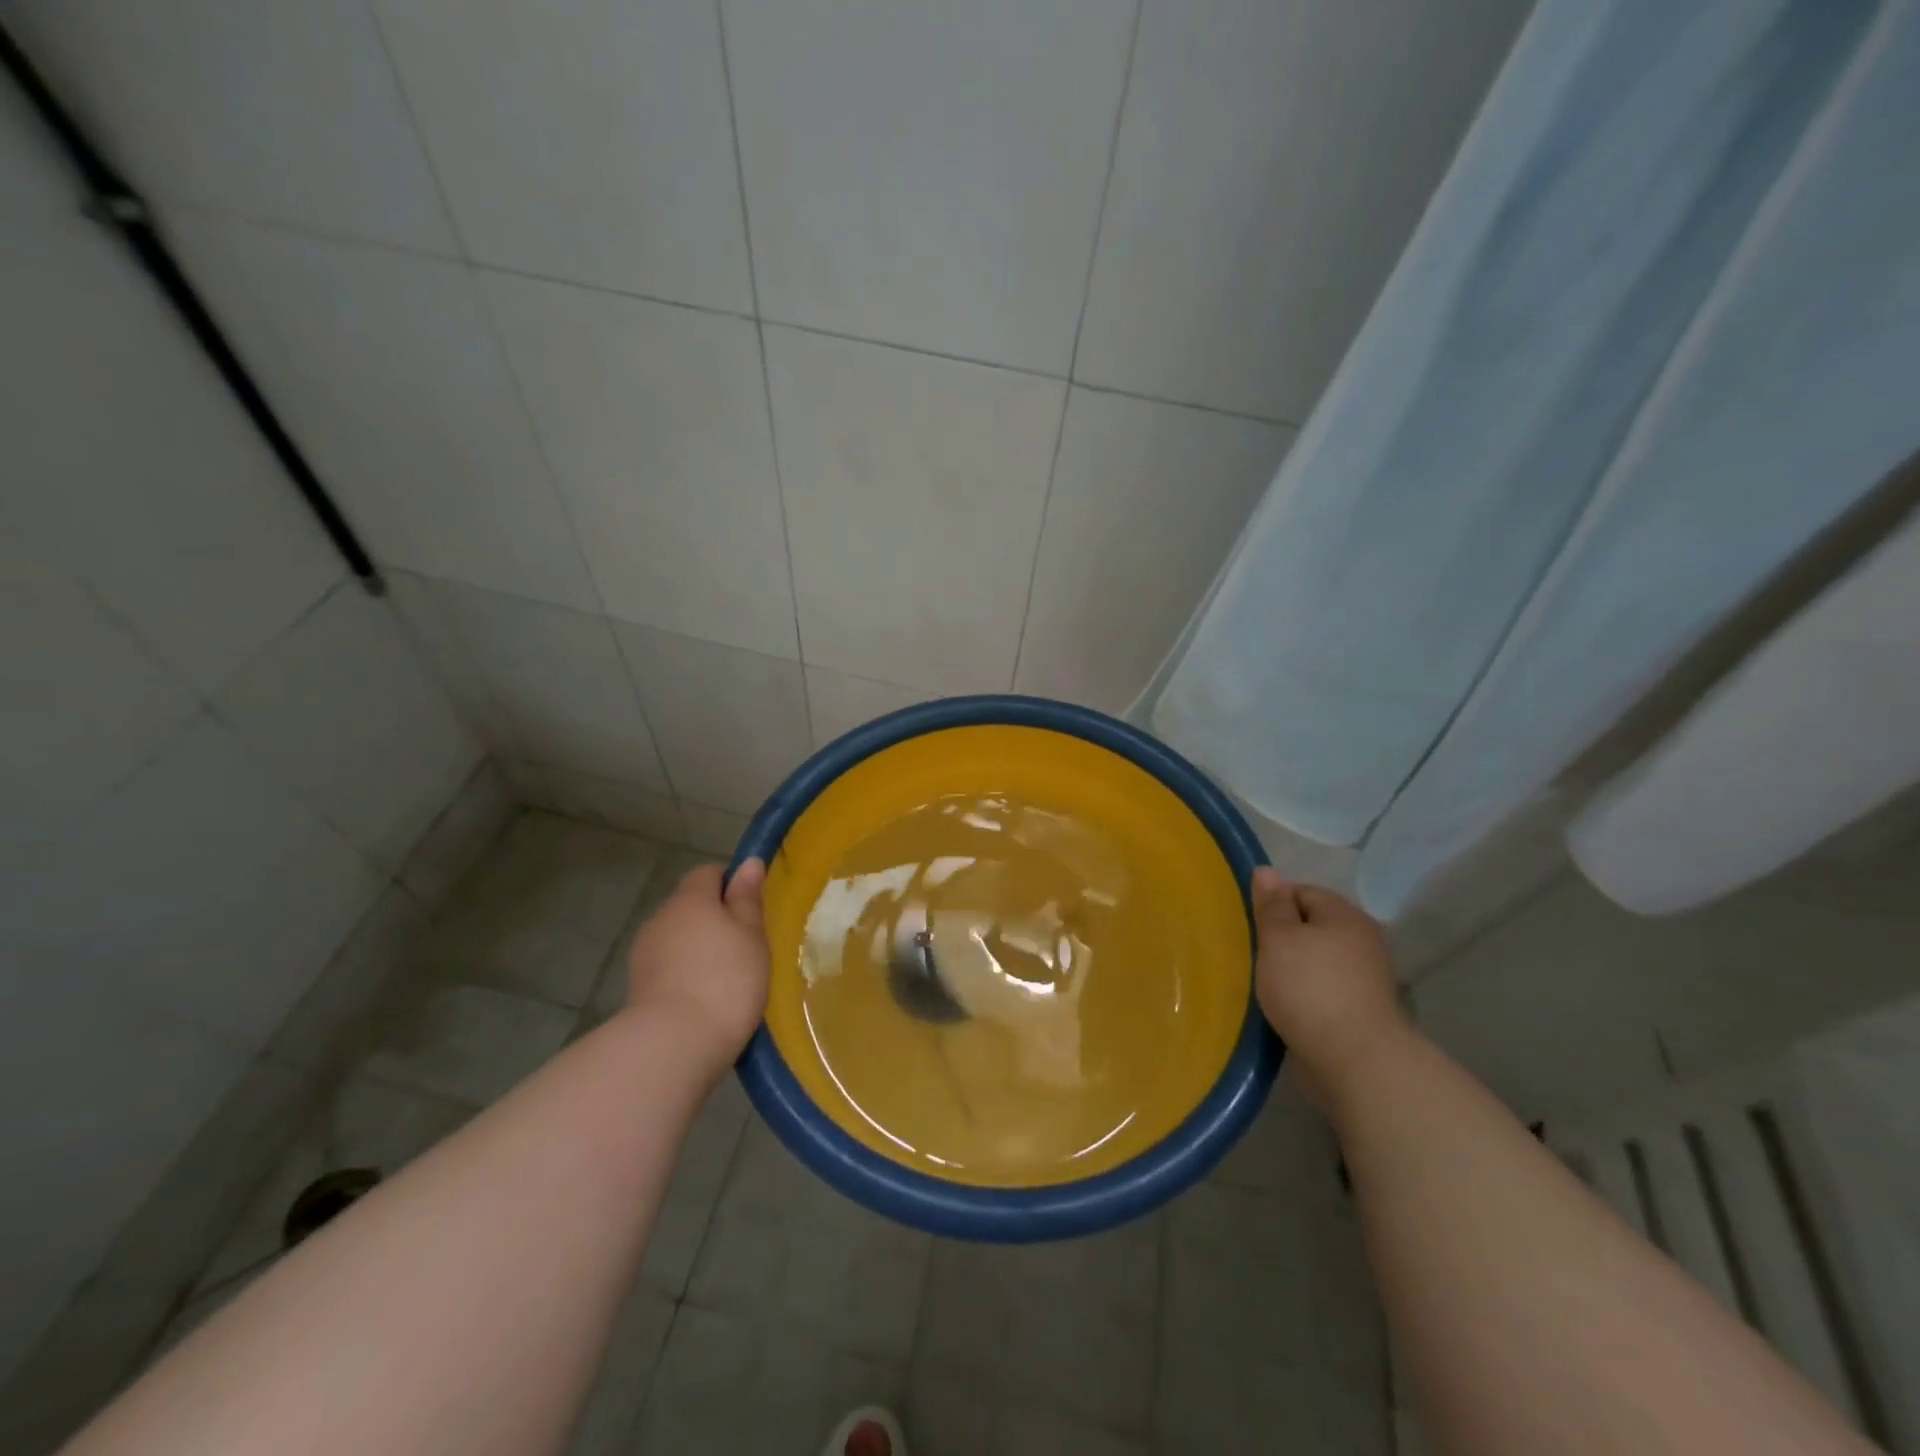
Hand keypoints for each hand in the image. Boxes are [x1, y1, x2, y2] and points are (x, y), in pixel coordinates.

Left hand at [623, 859, 769, 1061]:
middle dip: (714, 918)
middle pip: (690, 905)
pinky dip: (684, 973)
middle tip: (745, 945)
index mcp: (690, 898)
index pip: (708, 872)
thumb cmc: (726, 980)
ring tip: (726, 976)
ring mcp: (644, 953)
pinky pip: (667, 966)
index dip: (731, 883)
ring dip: (698, 947)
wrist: (673, 1044)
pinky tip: (704, 997)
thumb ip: (748, 898)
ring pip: (677, 936)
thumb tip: (749, 863)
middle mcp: (661, 917)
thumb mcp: (751, 935)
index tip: (752, 909)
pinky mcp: (637, 987)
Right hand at [1251, 866, 1407, 1109]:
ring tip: (1263, 982)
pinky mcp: (1362, 1011)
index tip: (1248, 926)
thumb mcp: (1278, 938)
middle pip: (1311, 926)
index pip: (1300, 891)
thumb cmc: (1310, 988)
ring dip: (1292, 968)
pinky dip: (1304, 995)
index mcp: (1344, 914)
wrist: (1356, 1060)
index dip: (1271, 905)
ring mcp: (1366, 977)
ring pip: (1316, 960)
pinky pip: (1323, 990)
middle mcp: (1361, 939)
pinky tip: (1284, 1007)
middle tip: (1251, 953)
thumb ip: (1271, 905)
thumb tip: (1267, 871)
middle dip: (1281, 938)